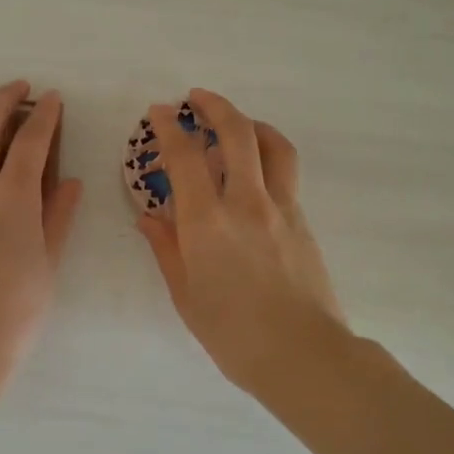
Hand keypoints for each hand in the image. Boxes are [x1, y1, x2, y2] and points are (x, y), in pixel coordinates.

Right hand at [137, 89, 346, 395]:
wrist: (303, 355)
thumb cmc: (233, 334)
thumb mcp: (187, 296)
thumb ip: (167, 250)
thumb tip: (150, 217)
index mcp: (208, 223)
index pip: (186, 158)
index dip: (169, 128)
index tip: (159, 111)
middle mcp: (246, 203)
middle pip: (237, 134)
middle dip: (215, 106)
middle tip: (196, 98)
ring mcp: (282, 208)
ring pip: (272, 145)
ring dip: (250, 123)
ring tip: (234, 124)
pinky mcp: (303, 221)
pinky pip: (286, 172)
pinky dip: (267, 154)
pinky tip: (255, 170)